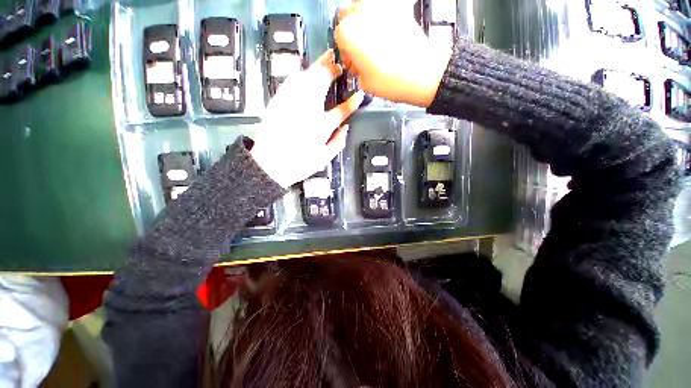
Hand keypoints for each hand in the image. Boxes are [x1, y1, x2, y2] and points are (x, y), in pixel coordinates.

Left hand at [251, 50, 364, 187]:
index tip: (360, 94)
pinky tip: (304, 71)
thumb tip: (346, 127)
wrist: (270, 164)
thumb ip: (338, 143)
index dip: (352, 102)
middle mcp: (308, 111)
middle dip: (332, 71)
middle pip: (322, 84)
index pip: (342, 111)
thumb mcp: (323, 159)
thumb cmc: (299, 164)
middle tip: (339, 64)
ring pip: (306, 77)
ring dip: (317, 66)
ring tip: (326, 58)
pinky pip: (290, 81)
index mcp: (321, 127)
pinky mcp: (278, 102)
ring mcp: (291, 104)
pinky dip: (300, 73)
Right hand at [335, 1, 451, 107]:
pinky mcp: (397, 5)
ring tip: (374, 38)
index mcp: (347, 33)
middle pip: (347, 16)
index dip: (345, 50)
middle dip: (351, 31)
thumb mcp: (364, 82)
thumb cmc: (389, 81)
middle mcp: (359, 12)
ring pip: (362, 7)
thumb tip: (356, 60)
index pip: (338, 36)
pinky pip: (381, 8)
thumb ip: (355, 67)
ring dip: (363, 21)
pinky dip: (380, 17)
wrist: (422, 71)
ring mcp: (379, 4)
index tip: (353, 61)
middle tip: (361, 48)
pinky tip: (387, 32)